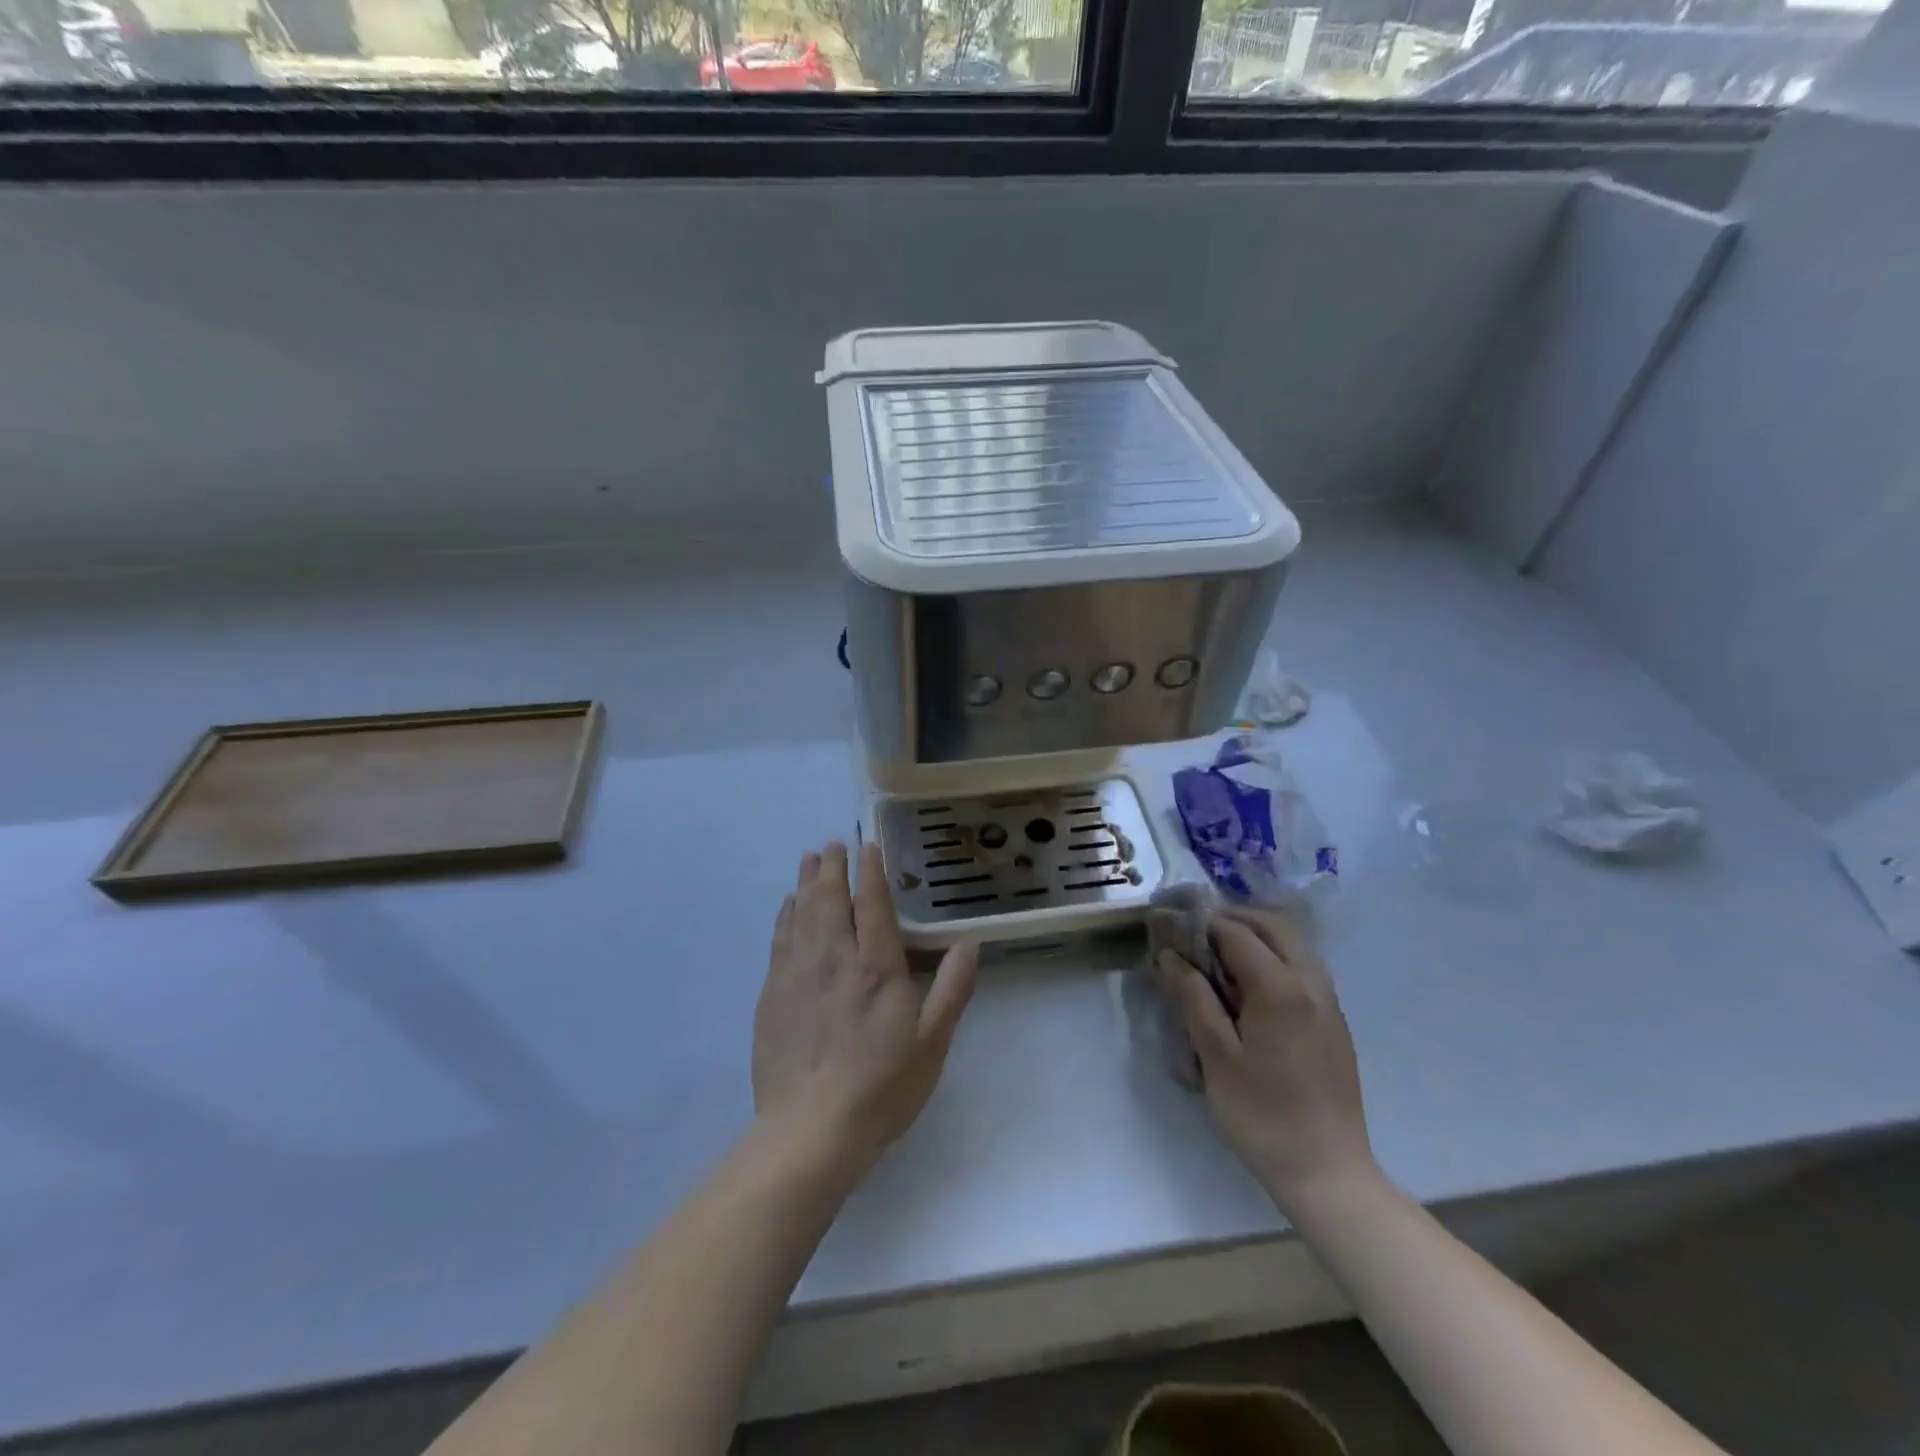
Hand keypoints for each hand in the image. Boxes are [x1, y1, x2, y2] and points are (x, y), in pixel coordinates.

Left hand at [752, 841, 977, 1174]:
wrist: (810, 1130)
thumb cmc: (881, 1086)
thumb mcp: (932, 1042)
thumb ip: (952, 988)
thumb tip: (970, 943)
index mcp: (876, 966)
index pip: (872, 903)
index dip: (871, 870)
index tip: (869, 845)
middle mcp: (834, 958)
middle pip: (831, 899)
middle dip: (833, 867)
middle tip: (833, 844)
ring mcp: (797, 973)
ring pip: (802, 912)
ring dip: (807, 882)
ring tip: (810, 859)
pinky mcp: (772, 994)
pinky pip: (779, 939)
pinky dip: (785, 914)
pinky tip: (788, 906)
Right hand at [1160, 906, 1373, 1209]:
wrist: (1328, 1173)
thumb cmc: (1262, 1115)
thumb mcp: (1216, 1056)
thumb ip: (1193, 998)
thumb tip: (1171, 956)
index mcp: (1281, 988)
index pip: (1236, 932)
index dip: (1199, 922)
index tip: (1168, 922)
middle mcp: (1311, 984)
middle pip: (1273, 925)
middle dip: (1232, 917)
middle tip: (1195, 930)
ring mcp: (1329, 1003)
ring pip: (1293, 944)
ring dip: (1255, 935)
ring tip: (1216, 952)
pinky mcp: (1333, 1022)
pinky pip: (1303, 968)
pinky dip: (1273, 956)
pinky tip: (1247, 984)